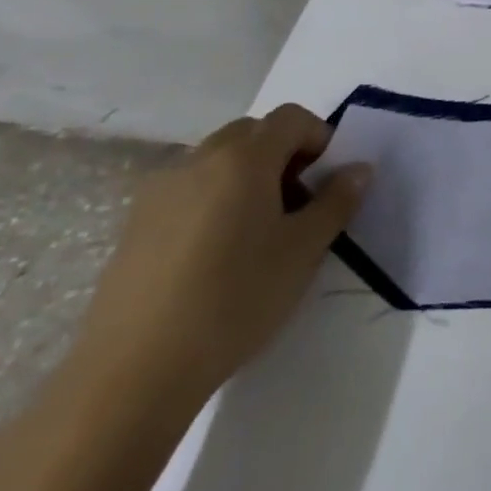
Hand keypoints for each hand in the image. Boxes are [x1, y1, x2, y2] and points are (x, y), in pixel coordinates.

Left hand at [70, 104, 370, 406]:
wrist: (133, 373)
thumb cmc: (235, 299)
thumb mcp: (304, 249)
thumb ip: (337, 200)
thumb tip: (357, 169)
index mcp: (243, 158)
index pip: (291, 118)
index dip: (319, 138)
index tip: (328, 180)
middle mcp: (198, 162)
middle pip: (251, 133)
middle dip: (283, 154)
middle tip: (298, 203)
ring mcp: (158, 193)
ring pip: (217, 161)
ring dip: (248, 177)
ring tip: (258, 232)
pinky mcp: (133, 227)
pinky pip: (188, 191)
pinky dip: (213, 201)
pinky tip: (217, 255)